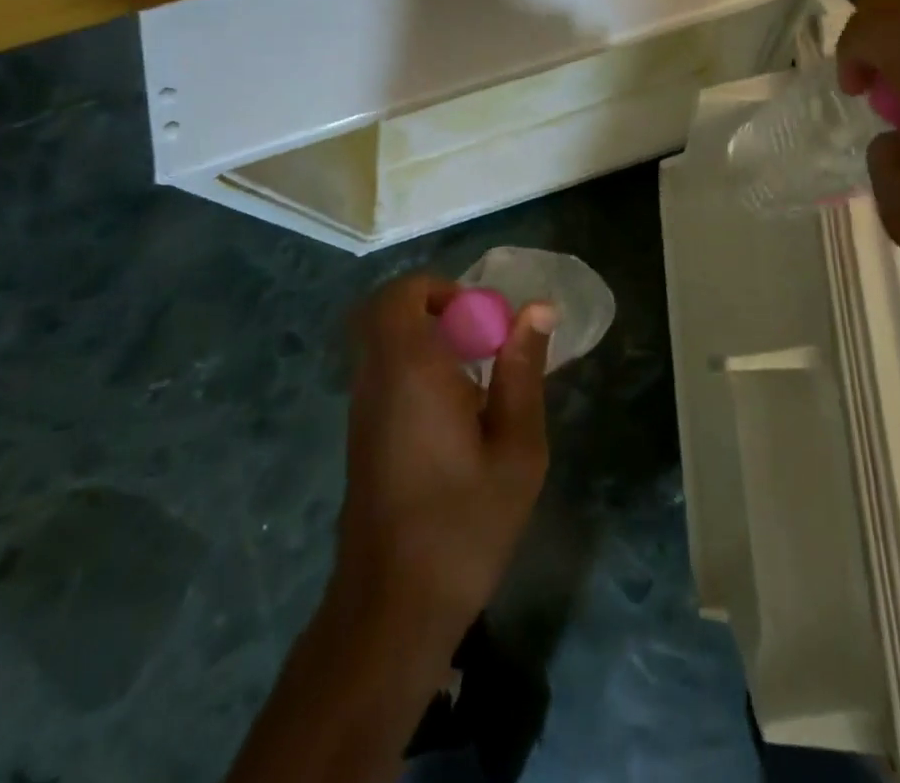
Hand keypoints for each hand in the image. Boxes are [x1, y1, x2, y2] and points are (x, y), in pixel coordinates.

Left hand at [331, 272, 554, 648]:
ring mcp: (361, 411)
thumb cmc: (464, 523)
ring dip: (426, 342)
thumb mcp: (517, 447)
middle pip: (387, 313)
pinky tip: (455, 417)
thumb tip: (537, 308)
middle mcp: (376, 380)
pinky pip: (384, 376)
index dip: (440, 289)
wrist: (393, 609)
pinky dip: (416, 371)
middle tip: (480, 340)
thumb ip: (523, 370)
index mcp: (410, 370)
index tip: (482, 318)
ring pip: (384, 344)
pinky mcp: (361, 439)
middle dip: (435, 310)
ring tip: (476, 381)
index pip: (401, 294)